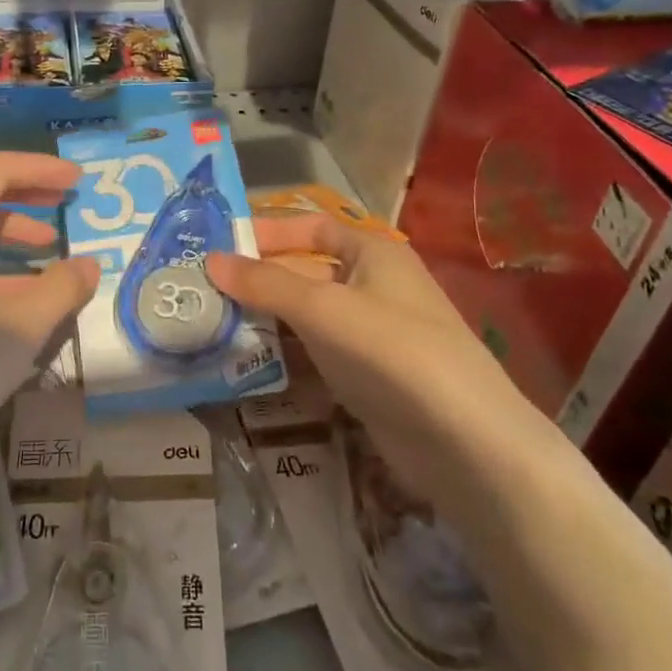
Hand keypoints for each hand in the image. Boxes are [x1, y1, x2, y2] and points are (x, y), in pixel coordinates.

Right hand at [207, 214, 540, 495]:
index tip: (221, 245)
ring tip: (214, 322)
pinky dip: (287, 351)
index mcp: (373, 252)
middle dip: (260, 279)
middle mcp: (374, 284)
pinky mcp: (369, 374)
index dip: (268, 232)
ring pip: (309, 314)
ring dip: (268, 317)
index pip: (312, 228)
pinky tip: (250, 361)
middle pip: (306, 271)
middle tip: (205, 289)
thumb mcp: (322, 308)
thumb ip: (265, 283)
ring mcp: (373, 332)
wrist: (466, 443)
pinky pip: (318, 351)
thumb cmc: (392, 351)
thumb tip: (210, 260)